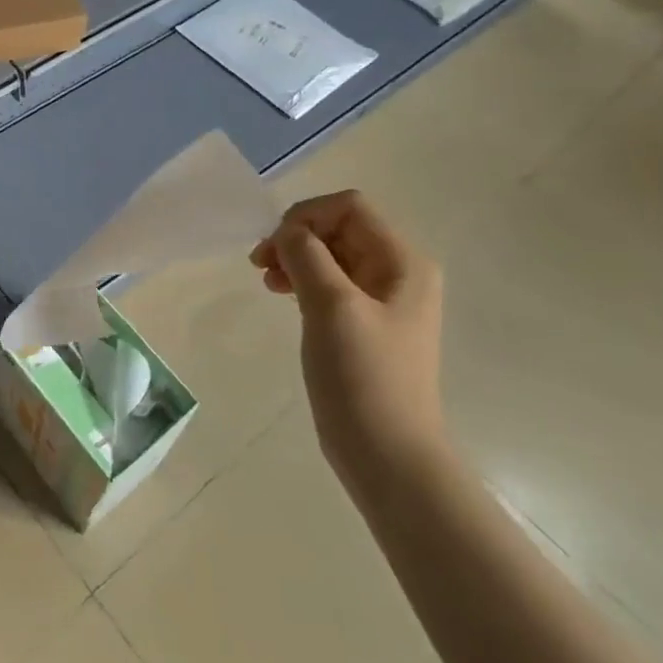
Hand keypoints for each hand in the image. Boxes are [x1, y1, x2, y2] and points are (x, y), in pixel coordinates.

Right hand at [250, 191, 445, 482]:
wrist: (387, 454)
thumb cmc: (363, 377)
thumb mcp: (332, 307)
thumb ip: (307, 256)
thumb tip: (288, 232)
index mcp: (402, 261)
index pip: (349, 207)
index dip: (306, 216)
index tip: (274, 247)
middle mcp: (398, 272)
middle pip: (339, 228)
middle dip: (297, 237)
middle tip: (260, 264)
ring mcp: (382, 300)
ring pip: (331, 255)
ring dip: (295, 259)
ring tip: (267, 281)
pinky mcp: (364, 324)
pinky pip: (330, 283)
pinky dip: (303, 281)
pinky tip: (283, 296)